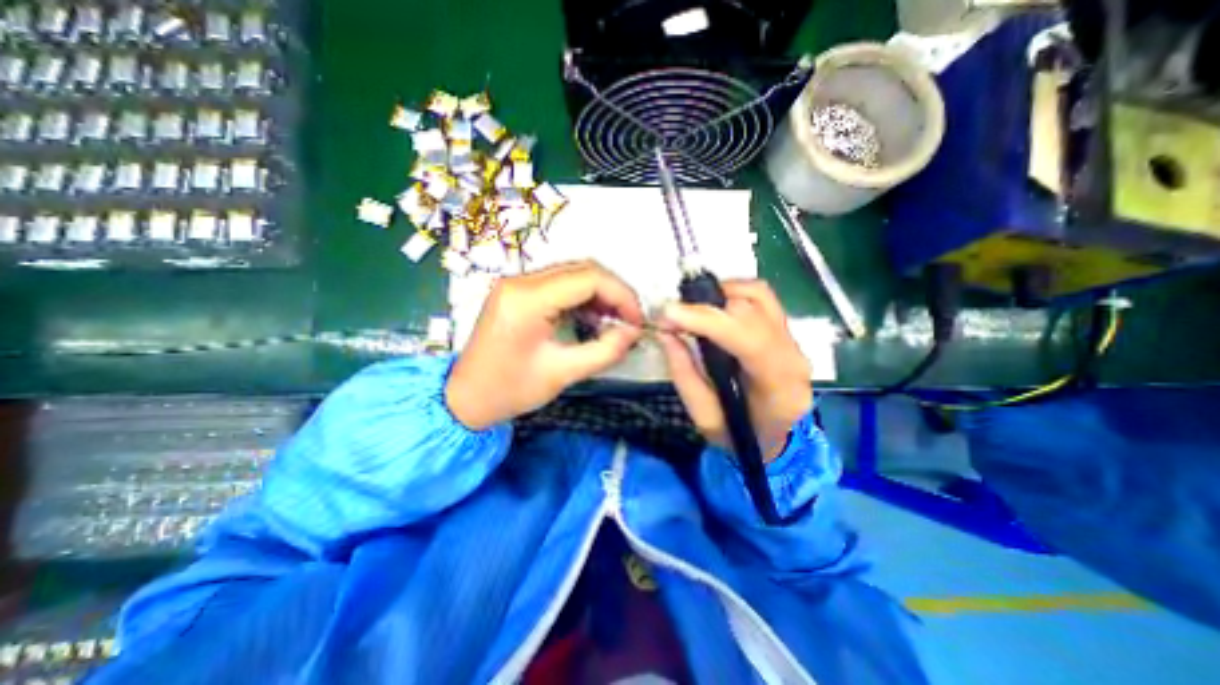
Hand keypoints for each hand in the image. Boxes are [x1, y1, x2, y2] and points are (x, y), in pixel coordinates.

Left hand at [445, 259, 641, 426]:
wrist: (465, 398)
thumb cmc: (509, 391)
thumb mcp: (562, 374)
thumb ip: (604, 351)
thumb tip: (633, 333)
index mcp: (527, 299)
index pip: (588, 277)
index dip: (621, 294)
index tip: (636, 320)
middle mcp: (520, 281)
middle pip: (582, 269)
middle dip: (613, 292)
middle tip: (629, 321)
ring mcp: (517, 283)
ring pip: (573, 273)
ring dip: (600, 294)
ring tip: (614, 322)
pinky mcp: (518, 292)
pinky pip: (560, 284)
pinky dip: (583, 298)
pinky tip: (592, 319)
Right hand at [652, 282, 813, 463]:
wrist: (778, 439)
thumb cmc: (742, 436)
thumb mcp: (705, 418)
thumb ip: (684, 374)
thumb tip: (666, 333)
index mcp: (779, 386)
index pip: (748, 338)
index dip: (706, 320)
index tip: (668, 314)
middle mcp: (793, 354)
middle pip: (751, 311)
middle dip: (703, 307)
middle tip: (669, 316)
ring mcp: (793, 338)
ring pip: (758, 295)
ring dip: (718, 294)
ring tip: (691, 309)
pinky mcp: (785, 329)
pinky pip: (760, 296)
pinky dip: (732, 292)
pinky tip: (712, 305)